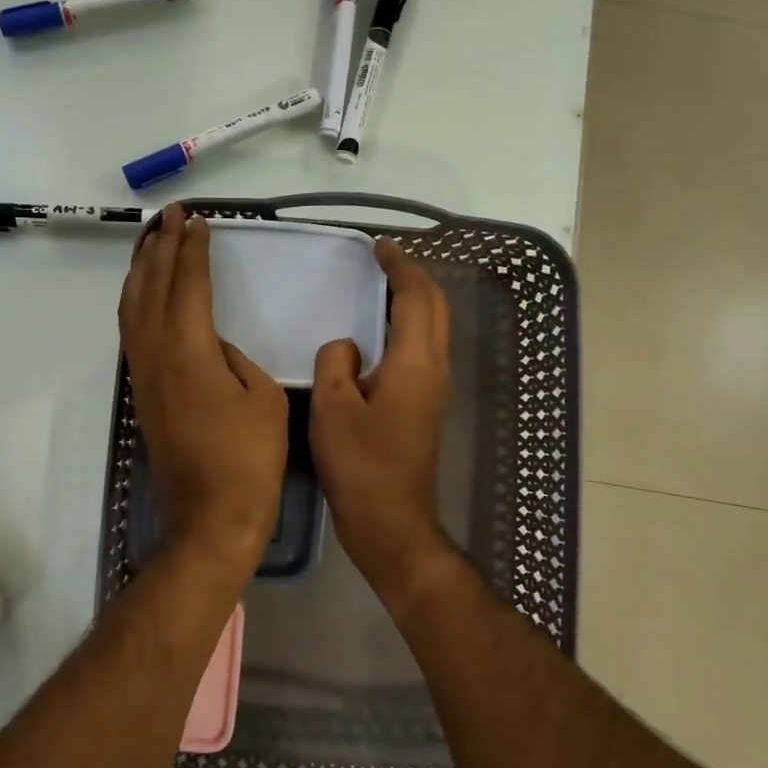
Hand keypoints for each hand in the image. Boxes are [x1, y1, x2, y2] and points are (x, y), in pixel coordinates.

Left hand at [119, 206, 287, 572]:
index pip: (186, 283)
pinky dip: (136, 301)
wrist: (211, 517)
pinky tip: (144, 295)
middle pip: (150, 286)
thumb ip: (235, 358)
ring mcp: (142, 374)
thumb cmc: (248, 458)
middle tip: (170, 217)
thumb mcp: (262, 396)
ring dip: (141, 271)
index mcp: (188, 349)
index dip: (192, 249)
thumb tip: (214, 346)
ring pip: (132, 307)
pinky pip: (132, 331)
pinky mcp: (141, 393)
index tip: (197, 220)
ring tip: (152, 242)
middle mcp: (155, 353)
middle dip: (159, 247)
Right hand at [310, 240, 453, 594]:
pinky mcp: (426, 405)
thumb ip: (336, 361)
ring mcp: (434, 389)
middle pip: (435, 308)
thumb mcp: (332, 406)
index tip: (379, 246)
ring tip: (381, 286)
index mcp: (414, 362)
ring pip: (433, 328)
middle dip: (413, 277)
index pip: (416, 297)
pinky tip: (379, 332)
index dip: (400, 267)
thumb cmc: (360, 464)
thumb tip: (347, 346)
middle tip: (383, 260)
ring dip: (414, 300)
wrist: (390, 521)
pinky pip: (422, 349)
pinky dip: (408, 325)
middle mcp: (433, 369)